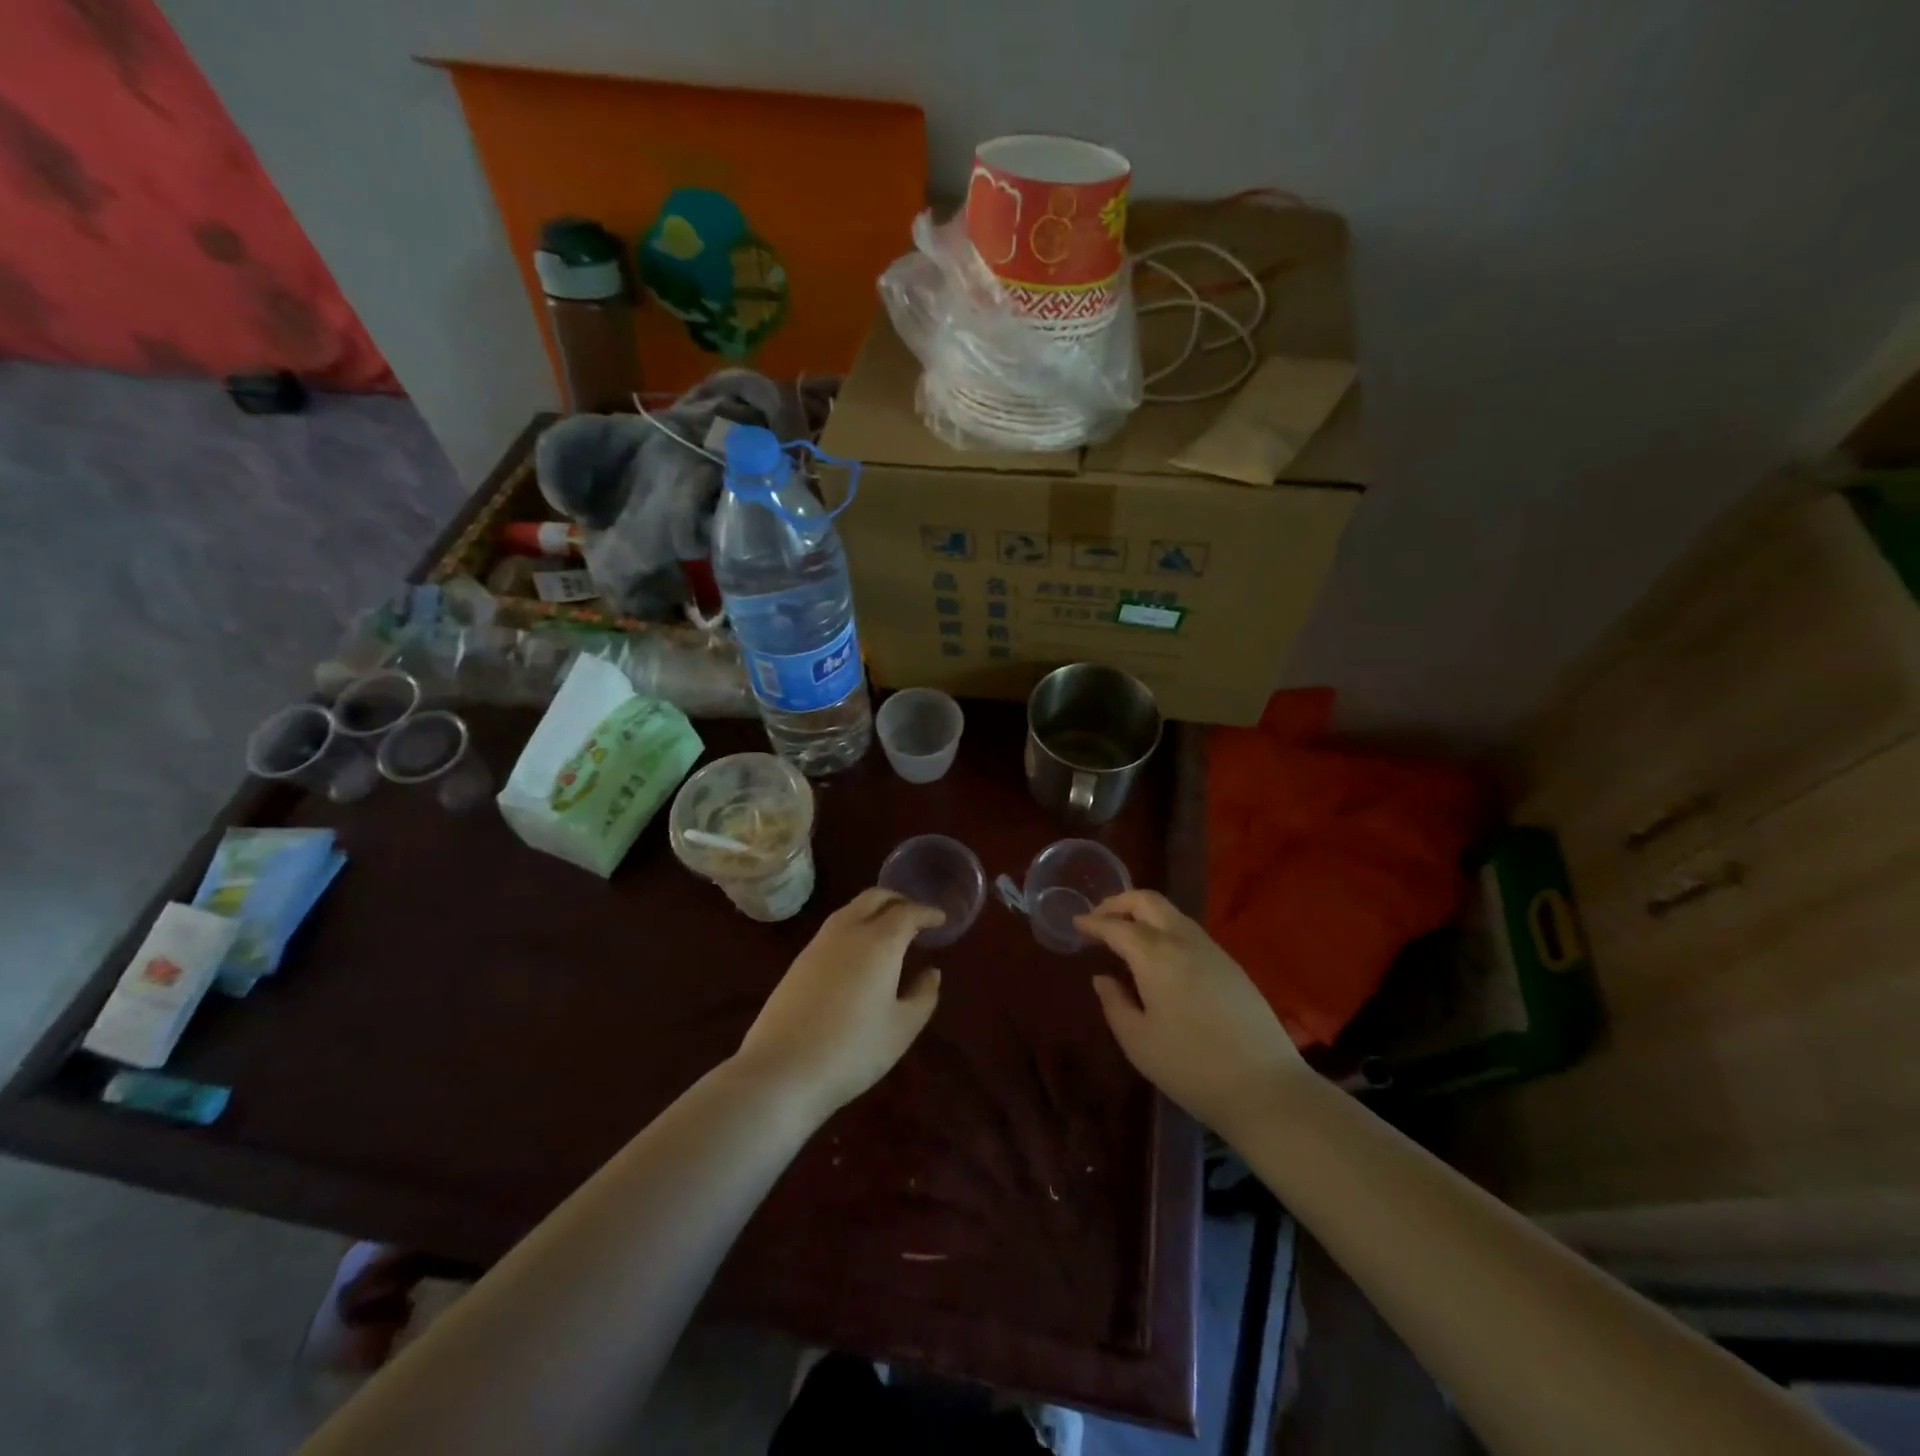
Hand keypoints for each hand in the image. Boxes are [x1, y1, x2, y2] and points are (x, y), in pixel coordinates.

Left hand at [733, 888, 943, 1118]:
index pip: (908, 912)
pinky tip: (860, 952)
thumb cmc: (853, 1050)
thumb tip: (931, 972)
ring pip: (851, 909)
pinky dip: (855, 925)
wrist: (782, 1070)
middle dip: (899, 900)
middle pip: (875, 897)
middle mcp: (848, 931)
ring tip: (890, 931)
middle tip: (916, 916)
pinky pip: (835, 927)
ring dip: (874, 910)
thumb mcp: (902, 1028)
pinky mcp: (799, 961)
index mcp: (879, 941)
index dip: (927, 913)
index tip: (941, 919)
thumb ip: (923, 995)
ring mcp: (818, 943)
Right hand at [1075, 890, 1307, 1135]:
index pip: (1116, 926)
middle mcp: (1183, 940)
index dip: (1092, 922)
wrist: (1266, 1087)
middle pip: (1148, 900)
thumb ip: (1115, 1003)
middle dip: (1119, 902)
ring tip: (1126, 935)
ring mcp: (1212, 949)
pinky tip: (1159, 956)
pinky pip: (1189, 931)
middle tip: (1099, 918)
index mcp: (1155, 955)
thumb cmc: (1191, 1067)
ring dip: (1144, 914)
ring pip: (1171, 913)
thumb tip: (1102, 978)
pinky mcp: (1231, 964)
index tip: (1076, 924)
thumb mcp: (1138, 1042)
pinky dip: (1165, 929)